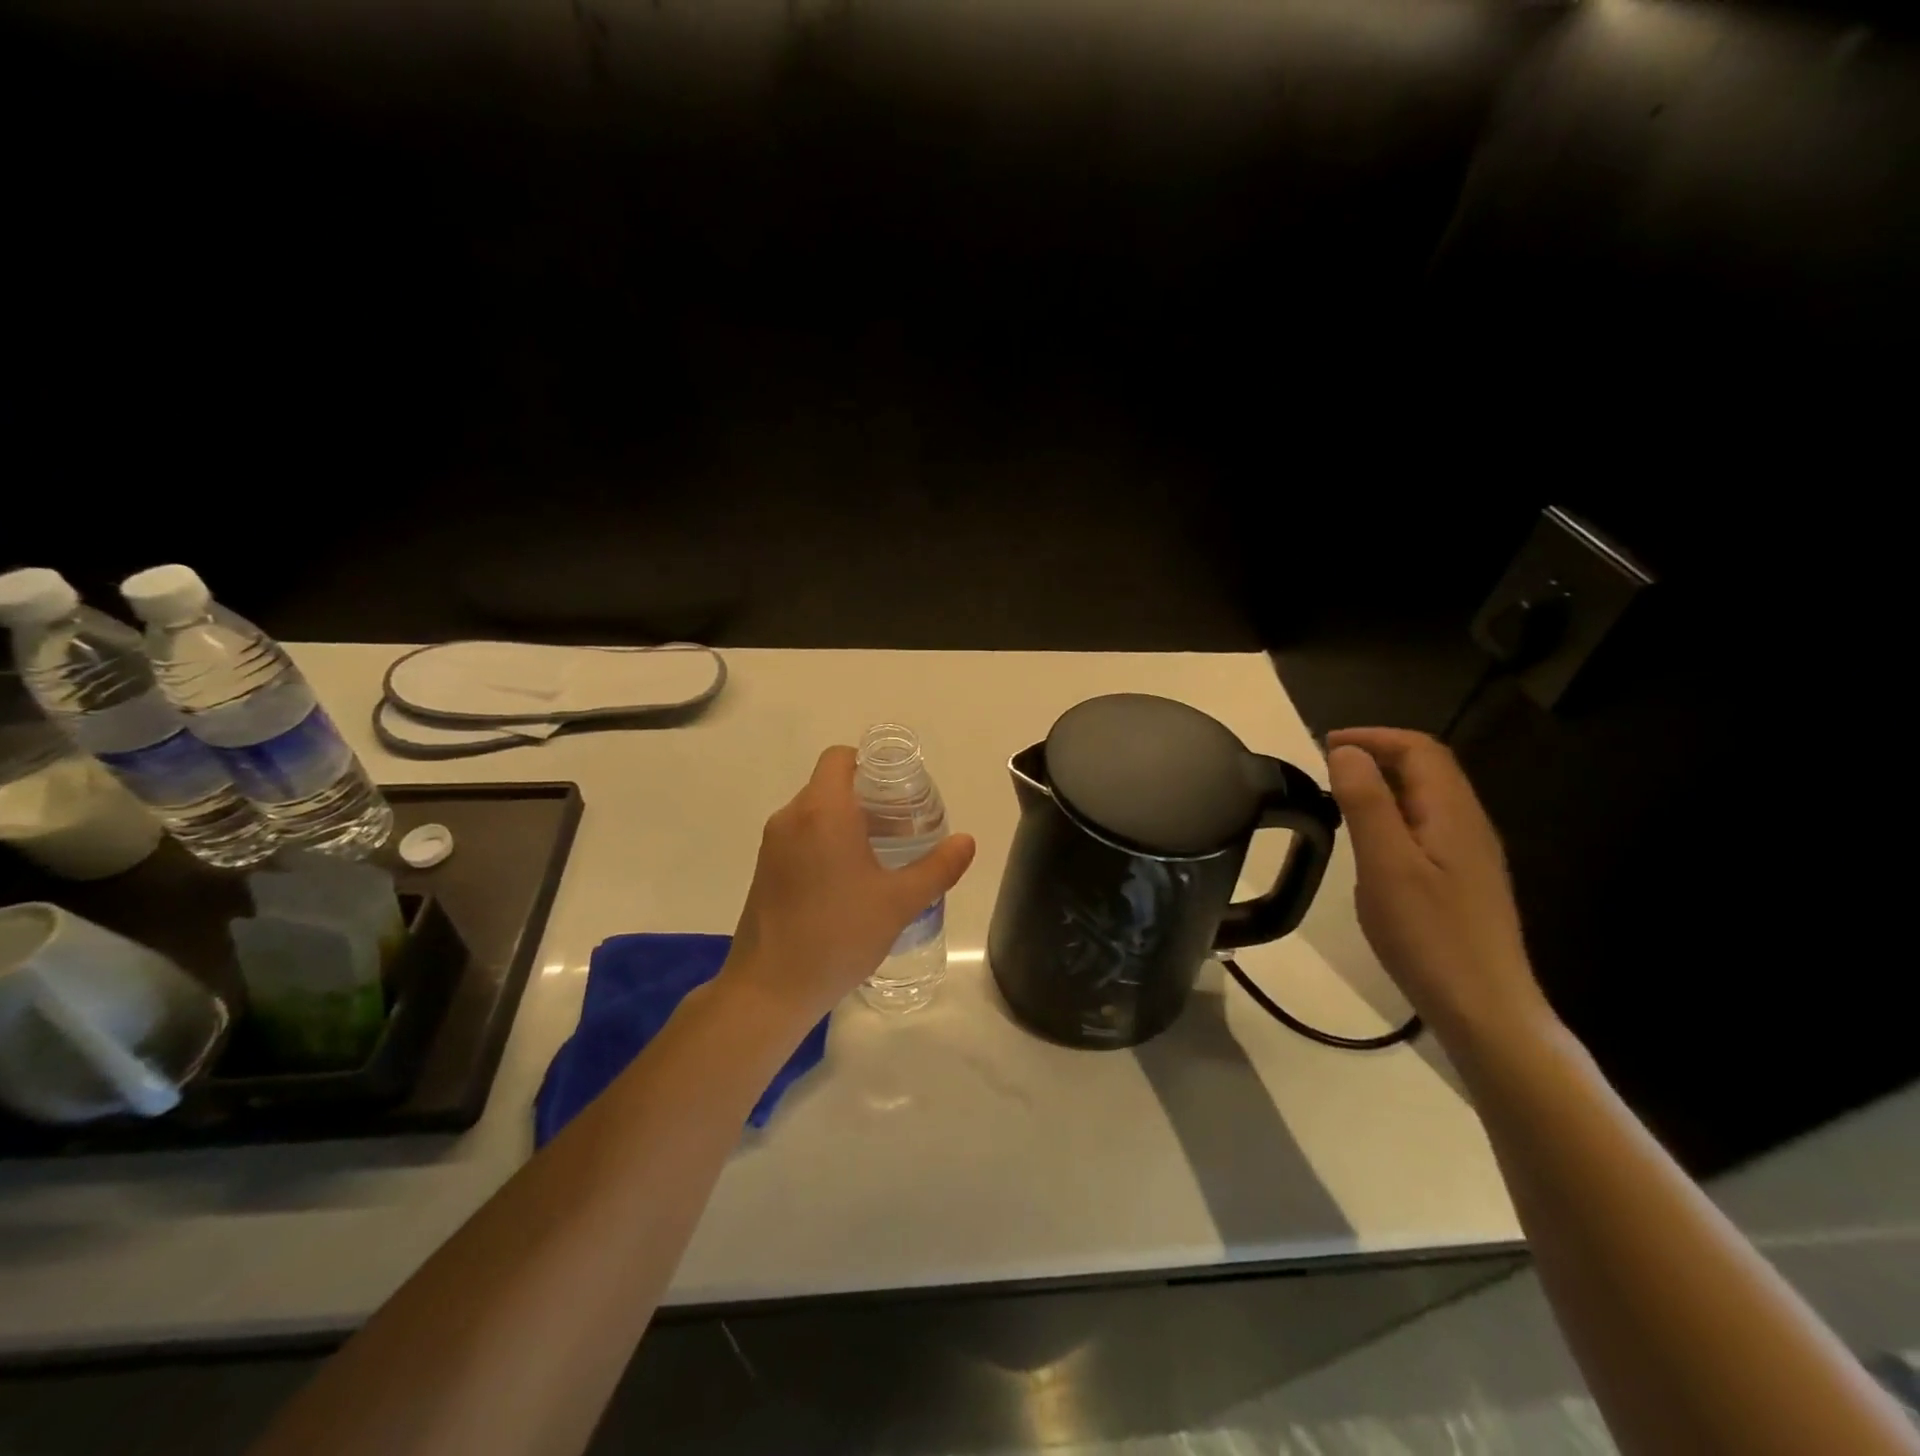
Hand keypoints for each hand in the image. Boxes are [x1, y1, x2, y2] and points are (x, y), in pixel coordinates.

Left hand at [721, 746, 977, 1023]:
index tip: (899, 790)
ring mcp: (772, 844)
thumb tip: (966, 841)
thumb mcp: (899, 902)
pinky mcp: (764, 869)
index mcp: (823, 811)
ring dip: (847, 822)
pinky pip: (800, 837)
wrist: (770, 988)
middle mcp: (791, 817)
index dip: (871, 764)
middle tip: (902, 827)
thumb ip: (938, 868)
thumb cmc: (838, 935)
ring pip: (814, 812)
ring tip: (881, 855)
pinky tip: (849, 880)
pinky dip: (825, 842)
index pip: (840, 758)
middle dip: (867, 797)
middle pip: (830, 784)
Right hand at [1326, 727, 1550, 1045]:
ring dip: (1384, 783)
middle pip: (1429, 768)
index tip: (1325, 745)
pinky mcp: (1463, 881)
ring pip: (1428, 797)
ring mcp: (1470, 855)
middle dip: (1379, 754)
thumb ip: (1367, 803)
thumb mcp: (1387, 866)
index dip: (1374, 737)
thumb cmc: (1430, 936)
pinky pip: (1427, 825)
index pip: (1420, 750)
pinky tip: (1369, 841)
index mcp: (1453, 814)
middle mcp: (1469, 825)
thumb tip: (1345, 751)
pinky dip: (1392, 813)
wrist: (1484, 1009)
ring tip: (1339, 796)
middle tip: (1326, 767)